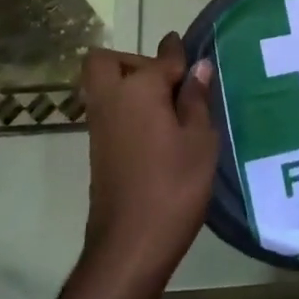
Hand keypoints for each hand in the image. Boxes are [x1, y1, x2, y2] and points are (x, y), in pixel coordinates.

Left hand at [80, 33, 216, 282]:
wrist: (130, 244)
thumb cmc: (174, 186)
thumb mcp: (200, 140)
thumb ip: (196, 99)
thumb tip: (198, 66)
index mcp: (139, 89)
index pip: (161, 57)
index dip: (179, 54)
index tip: (193, 55)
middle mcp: (111, 99)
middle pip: (108, 62)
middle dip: (134, 62)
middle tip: (167, 83)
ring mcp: (99, 125)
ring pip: (105, 86)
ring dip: (130, 86)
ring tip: (170, 109)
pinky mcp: (98, 149)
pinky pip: (109, 111)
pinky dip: (128, 109)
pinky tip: (159, 131)